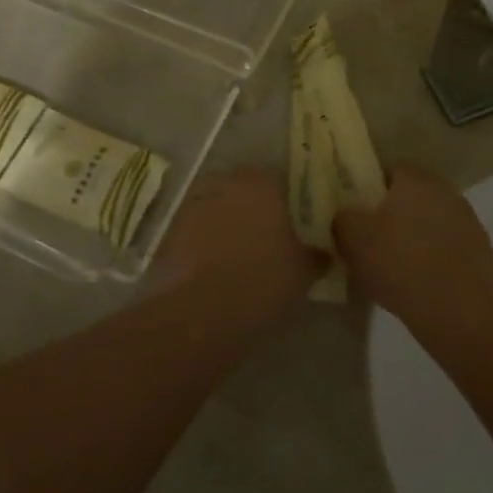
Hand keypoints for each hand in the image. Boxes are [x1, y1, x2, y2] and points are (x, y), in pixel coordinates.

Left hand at [158, 167, 323, 312]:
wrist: (201, 312)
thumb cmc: (262, 281)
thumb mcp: (302, 273)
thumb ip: (315, 256)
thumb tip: (323, 253)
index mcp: (260, 183)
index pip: (276, 180)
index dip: (284, 202)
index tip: (290, 224)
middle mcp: (224, 184)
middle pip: (241, 191)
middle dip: (251, 210)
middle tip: (265, 240)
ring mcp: (192, 205)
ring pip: (215, 208)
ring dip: (224, 225)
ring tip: (237, 258)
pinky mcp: (169, 231)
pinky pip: (194, 231)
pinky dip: (203, 244)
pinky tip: (213, 271)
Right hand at [333, 166, 492, 333]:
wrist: (455, 309)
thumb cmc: (398, 264)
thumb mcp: (353, 239)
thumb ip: (344, 218)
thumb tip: (347, 214)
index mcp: (415, 181)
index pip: (392, 170)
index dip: (374, 188)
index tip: (361, 211)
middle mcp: (446, 192)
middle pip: (416, 195)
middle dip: (398, 211)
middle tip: (378, 237)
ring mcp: (469, 221)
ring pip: (436, 220)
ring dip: (421, 233)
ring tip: (402, 263)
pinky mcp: (483, 251)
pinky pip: (453, 246)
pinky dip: (440, 256)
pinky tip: (426, 280)